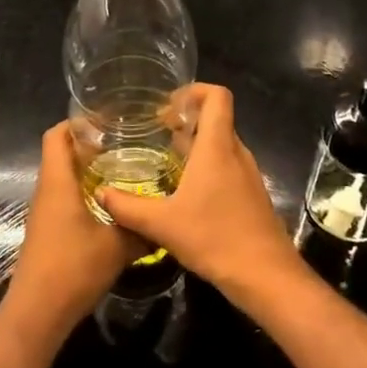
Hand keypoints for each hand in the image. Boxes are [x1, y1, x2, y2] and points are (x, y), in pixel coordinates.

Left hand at [6, 123, 136, 342]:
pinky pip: (65, 198)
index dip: (77, 122)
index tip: (107, 120)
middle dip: (90, 145)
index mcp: (57, 182)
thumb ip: (141, 229)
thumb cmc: (72, 268)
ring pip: (64, 178)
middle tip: (126, 144)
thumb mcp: (117, 246)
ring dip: (89, 171)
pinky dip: (85, 193)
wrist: (38, 312)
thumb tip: (165, 220)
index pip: (57, 135)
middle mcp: (47, 190)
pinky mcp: (48, 231)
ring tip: (125, 170)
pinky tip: (112, 206)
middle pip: (61, 153)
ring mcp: (44, 212)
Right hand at [97, 84, 304, 309]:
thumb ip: (127, 207)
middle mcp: (236, 153)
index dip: (194, 91)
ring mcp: (248, 175)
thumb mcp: (162, 224)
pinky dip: (208, 166)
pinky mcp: (252, 195)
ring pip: (222, 144)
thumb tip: (100, 194)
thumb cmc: (215, 239)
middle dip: (188, 119)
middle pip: (217, 119)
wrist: (266, 276)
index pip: (217, 96)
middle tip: (158, 132)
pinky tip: (186, 192)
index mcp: (217, 147)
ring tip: (167, 160)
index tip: (167, 106)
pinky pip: (228, 166)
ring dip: (197, 144)